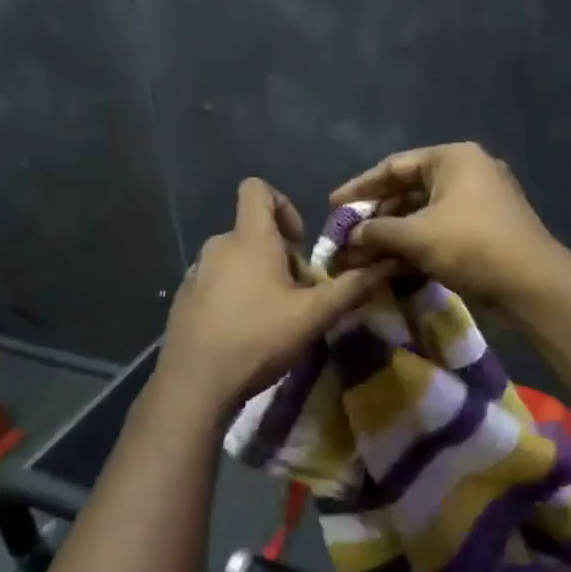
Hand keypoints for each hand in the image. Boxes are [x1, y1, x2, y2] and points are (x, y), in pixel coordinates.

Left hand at [158, 178, 394, 412]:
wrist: (195, 382)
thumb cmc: (258, 338)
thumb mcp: (313, 315)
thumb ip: (351, 288)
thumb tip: (388, 264)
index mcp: (249, 239)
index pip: (257, 189)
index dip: (283, 204)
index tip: (299, 242)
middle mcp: (217, 246)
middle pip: (253, 232)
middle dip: (279, 255)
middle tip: (297, 294)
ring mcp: (195, 272)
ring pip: (234, 259)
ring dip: (257, 276)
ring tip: (272, 315)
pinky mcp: (183, 298)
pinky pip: (215, 282)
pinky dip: (232, 295)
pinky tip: (242, 331)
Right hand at [330, 142, 559, 306]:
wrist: (532, 284)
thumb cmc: (472, 245)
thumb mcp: (417, 235)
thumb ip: (377, 232)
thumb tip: (348, 237)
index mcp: (453, 159)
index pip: (394, 167)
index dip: (360, 188)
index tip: (333, 206)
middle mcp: (466, 173)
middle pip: (408, 191)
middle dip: (375, 217)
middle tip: (345, 236)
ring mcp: (477, 203)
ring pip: (422, 215)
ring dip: (392, 236)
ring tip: (361, 255)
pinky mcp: (482, 231)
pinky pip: (439, 232)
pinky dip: (414, 246)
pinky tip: (389, 265)